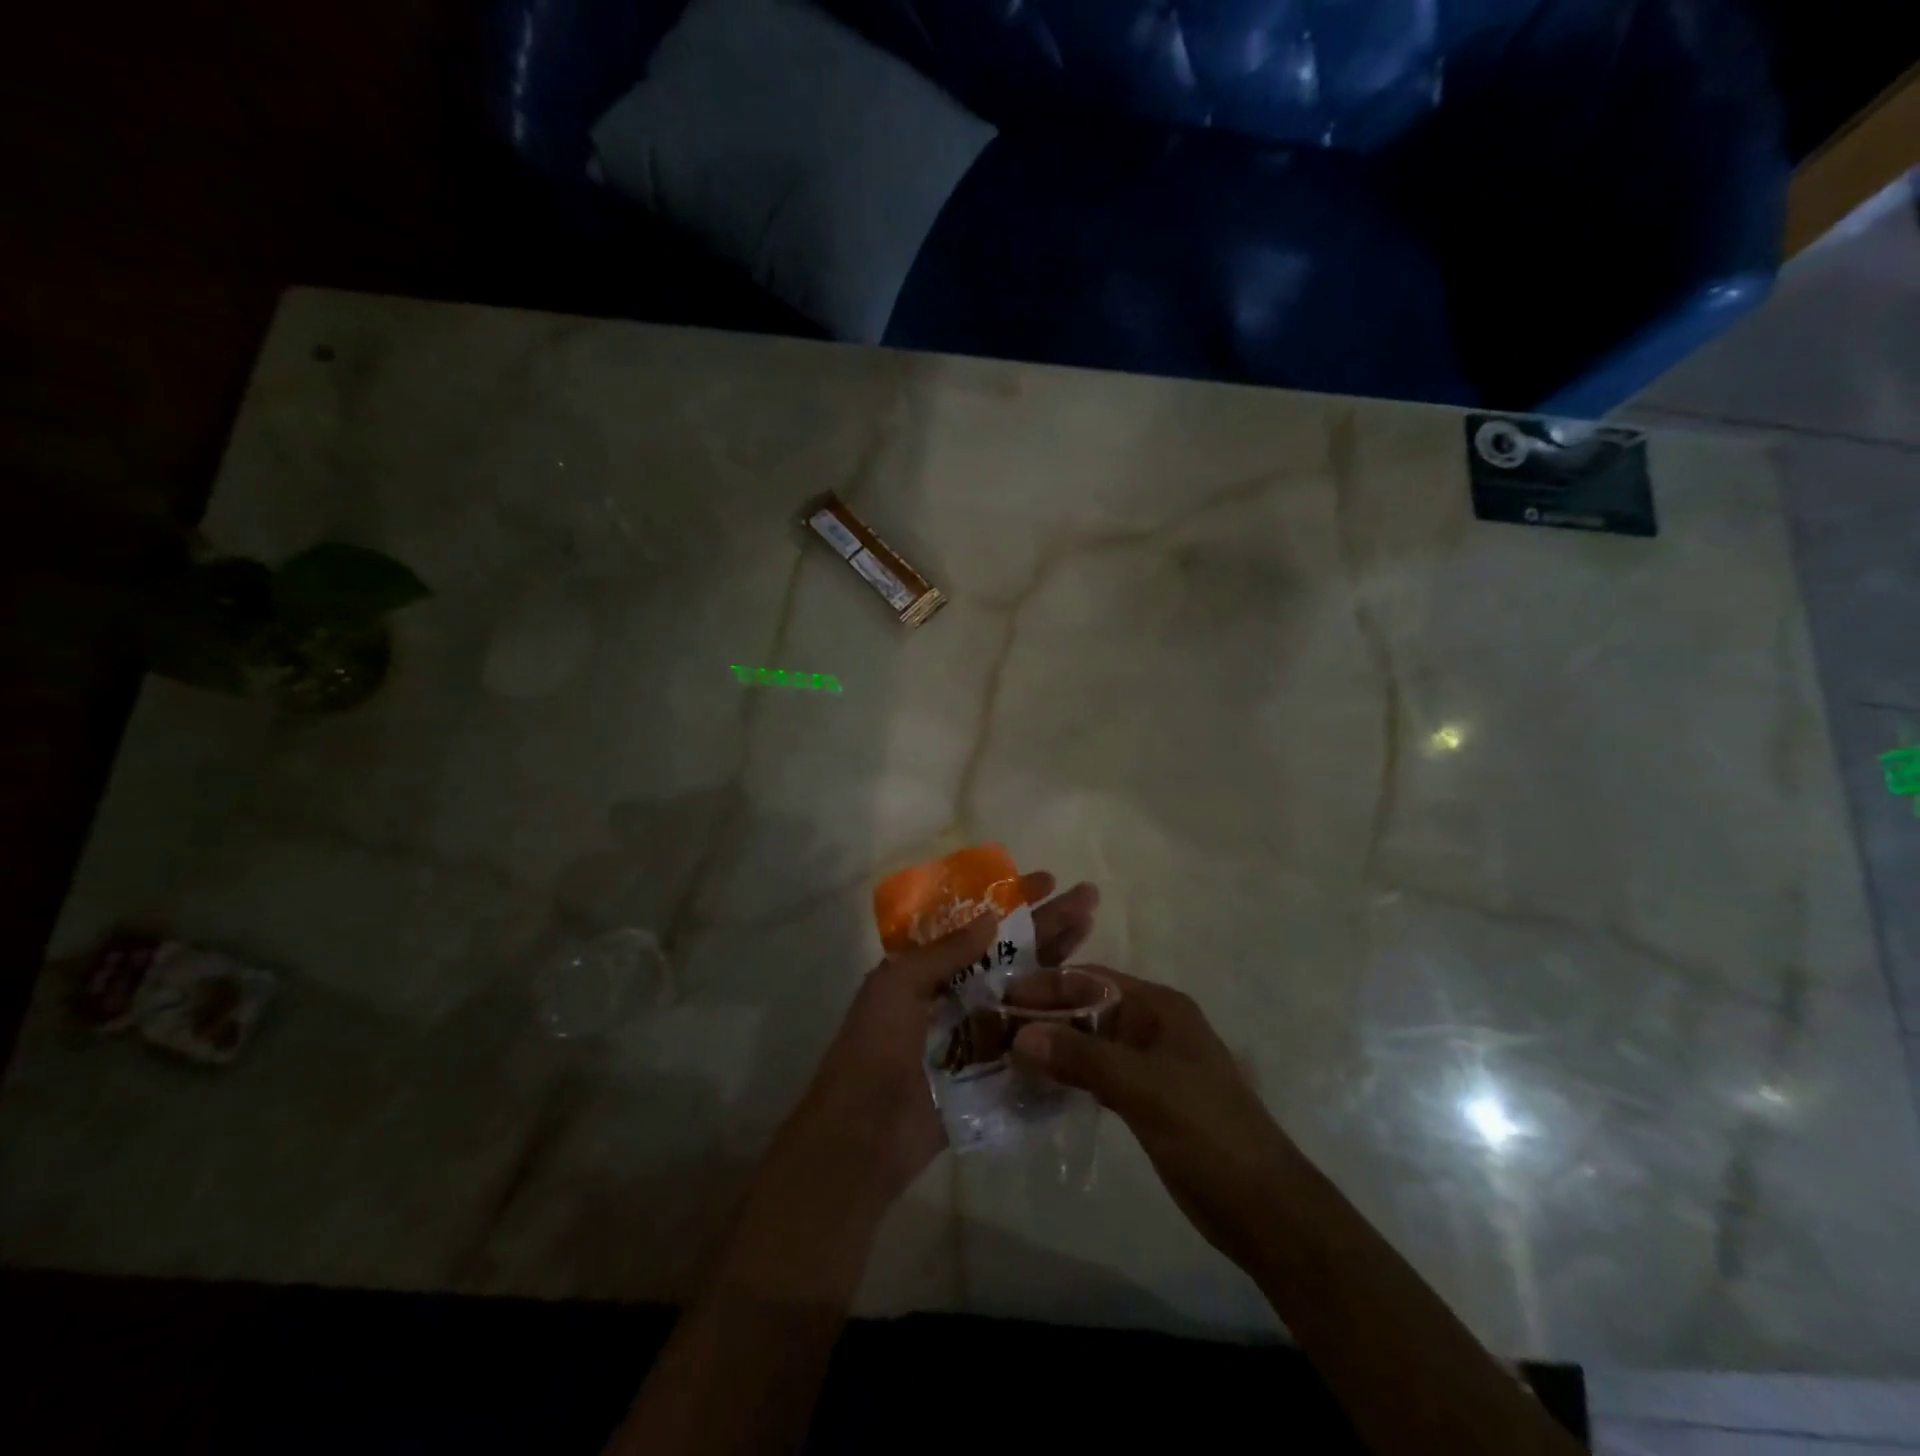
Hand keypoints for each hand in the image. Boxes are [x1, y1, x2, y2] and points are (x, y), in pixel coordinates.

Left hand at [773, 872, 1100, 1214]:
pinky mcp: (996, 1069)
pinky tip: (1090, 1000)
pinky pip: (1031, 1036)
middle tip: (1088, 897)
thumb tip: (992, 918)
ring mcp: (979, 1031)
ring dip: (1060, 961)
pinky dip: (1058, 1019)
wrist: (865, 1134)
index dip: (1012, 901)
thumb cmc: (875, 1047)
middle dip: (1048, 923)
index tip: (1047, 880)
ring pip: (1027, 988)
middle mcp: (958, 993)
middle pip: (1012, 951)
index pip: (978, 923)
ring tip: (1092, 931)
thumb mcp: (897, 985)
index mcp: (928, 969)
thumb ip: (945, 952)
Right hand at [1010, 970, 1291, 1275]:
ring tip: (1002, 1054)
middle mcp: (1151, 1027)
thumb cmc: (1207, 1131)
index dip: (1046, 985)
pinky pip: (1095, 1077)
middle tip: (991, 1029)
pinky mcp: (1143, 1101)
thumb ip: (1081, 1057)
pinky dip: (1067, 1078)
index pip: (1091, 981)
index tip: (999, 995)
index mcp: (1159, 1007)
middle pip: (1087, 1010)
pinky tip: (1036, 1087)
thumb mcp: (1142, 1087)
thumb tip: (1019, 1035)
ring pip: (1089, 1045)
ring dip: (1052, 1049)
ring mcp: (1148, 1065)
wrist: (1264, 1208)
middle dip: (1044, 1017)